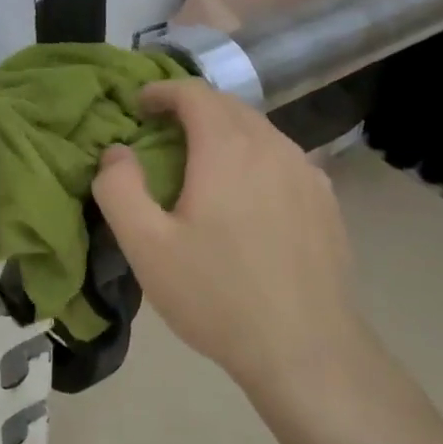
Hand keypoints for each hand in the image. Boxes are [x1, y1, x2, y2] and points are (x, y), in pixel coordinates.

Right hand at [91, 80, 372, 394]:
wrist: (307, 352)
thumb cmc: (216, 296)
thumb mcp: (146, 247)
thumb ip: (119, 189)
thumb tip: (116, 152)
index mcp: (227, 149)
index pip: (194, 93)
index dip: (162, 91)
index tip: (138, 106)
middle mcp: (273, 147)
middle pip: (229, 107)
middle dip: (190, 109)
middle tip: (160, 133)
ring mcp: (307, 174)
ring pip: (259, 132)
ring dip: (224, 134)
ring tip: (199, 165)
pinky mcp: (326, 203)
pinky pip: (283, 160)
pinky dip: (254, 159)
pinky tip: (245, 198)